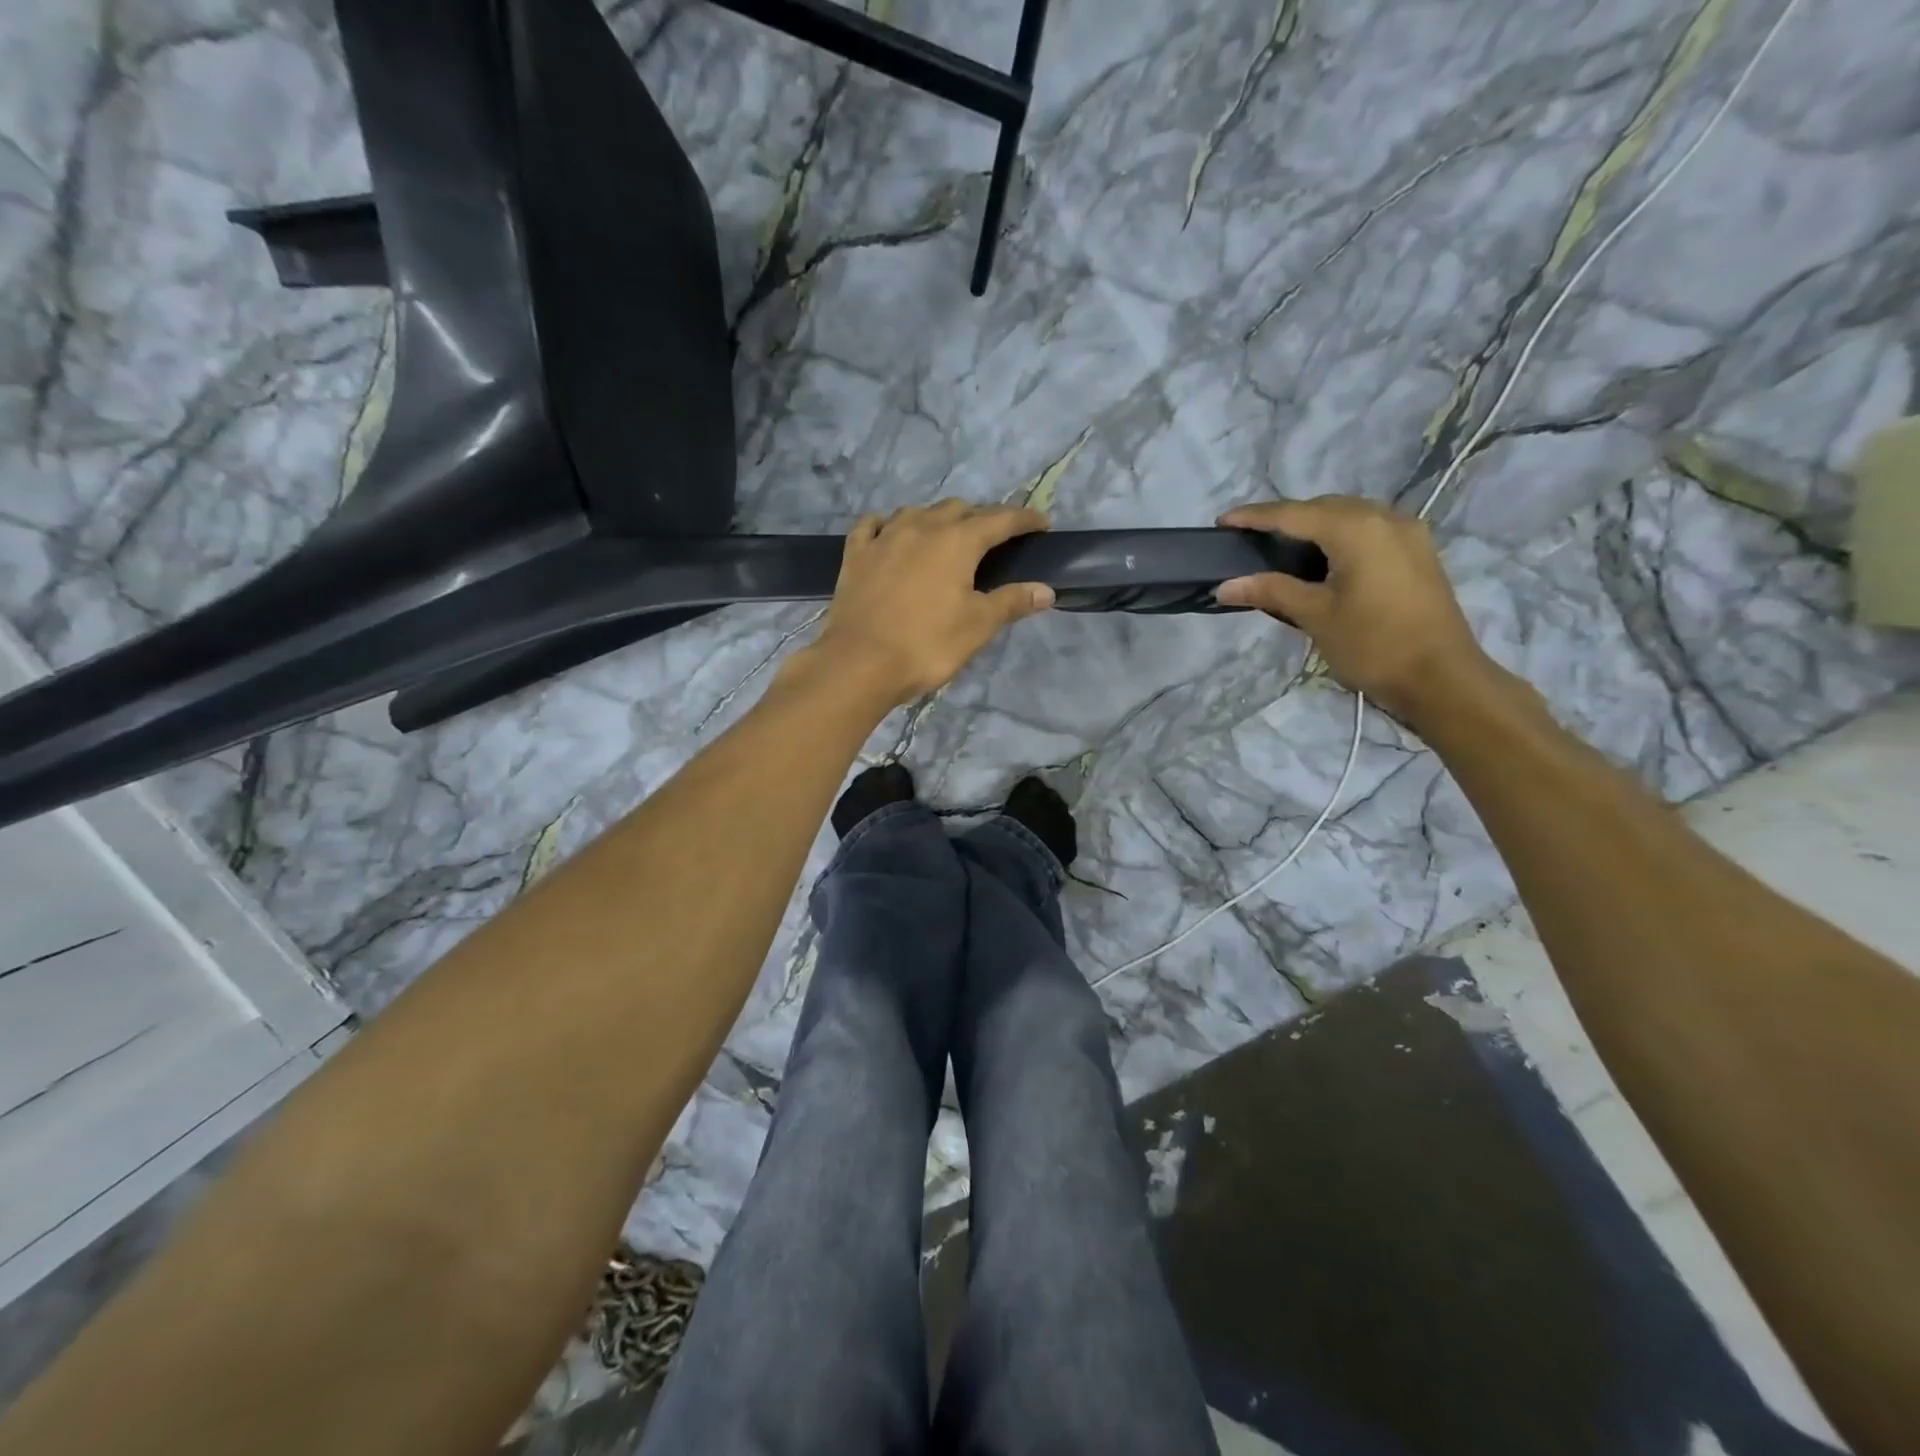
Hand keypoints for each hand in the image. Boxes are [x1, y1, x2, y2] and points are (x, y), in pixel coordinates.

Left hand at [809, 500, 1054, 707]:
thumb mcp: (977, 626)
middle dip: (981, 517)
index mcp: (957, 541)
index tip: (1041, 524)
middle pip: (958, 509)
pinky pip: (874, 525)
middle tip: (994, 539)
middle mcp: (921, 527)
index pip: (1000, 519)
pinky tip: (892, 533)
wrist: (859, 663)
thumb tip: (1046, 590)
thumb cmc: (926, 645)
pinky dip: (890, 524)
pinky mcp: (856, 554)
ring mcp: (884, 537)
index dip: (1024, 520)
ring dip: (938, 518)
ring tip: (947, 536)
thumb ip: (1012, 602)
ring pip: (917, 511)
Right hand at [1216, 496, 1489, 722]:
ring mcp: (1406, 533)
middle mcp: (1384, 518)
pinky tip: (1322, 557)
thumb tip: (1225, 585)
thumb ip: (1270, 591)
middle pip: (1323, 507)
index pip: (1293, 514)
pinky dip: (1338, 535)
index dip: (1254, 516)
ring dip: (1313, 524)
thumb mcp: (1315, 616)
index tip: (1222, 521)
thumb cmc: (1372, 644)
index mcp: (1356, 528)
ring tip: (1281, 546)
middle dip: (1285, 517)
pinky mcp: (1416, 552)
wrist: (1441, 677)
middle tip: (1250, 536)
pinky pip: (1368, 529)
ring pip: (1348, 516)